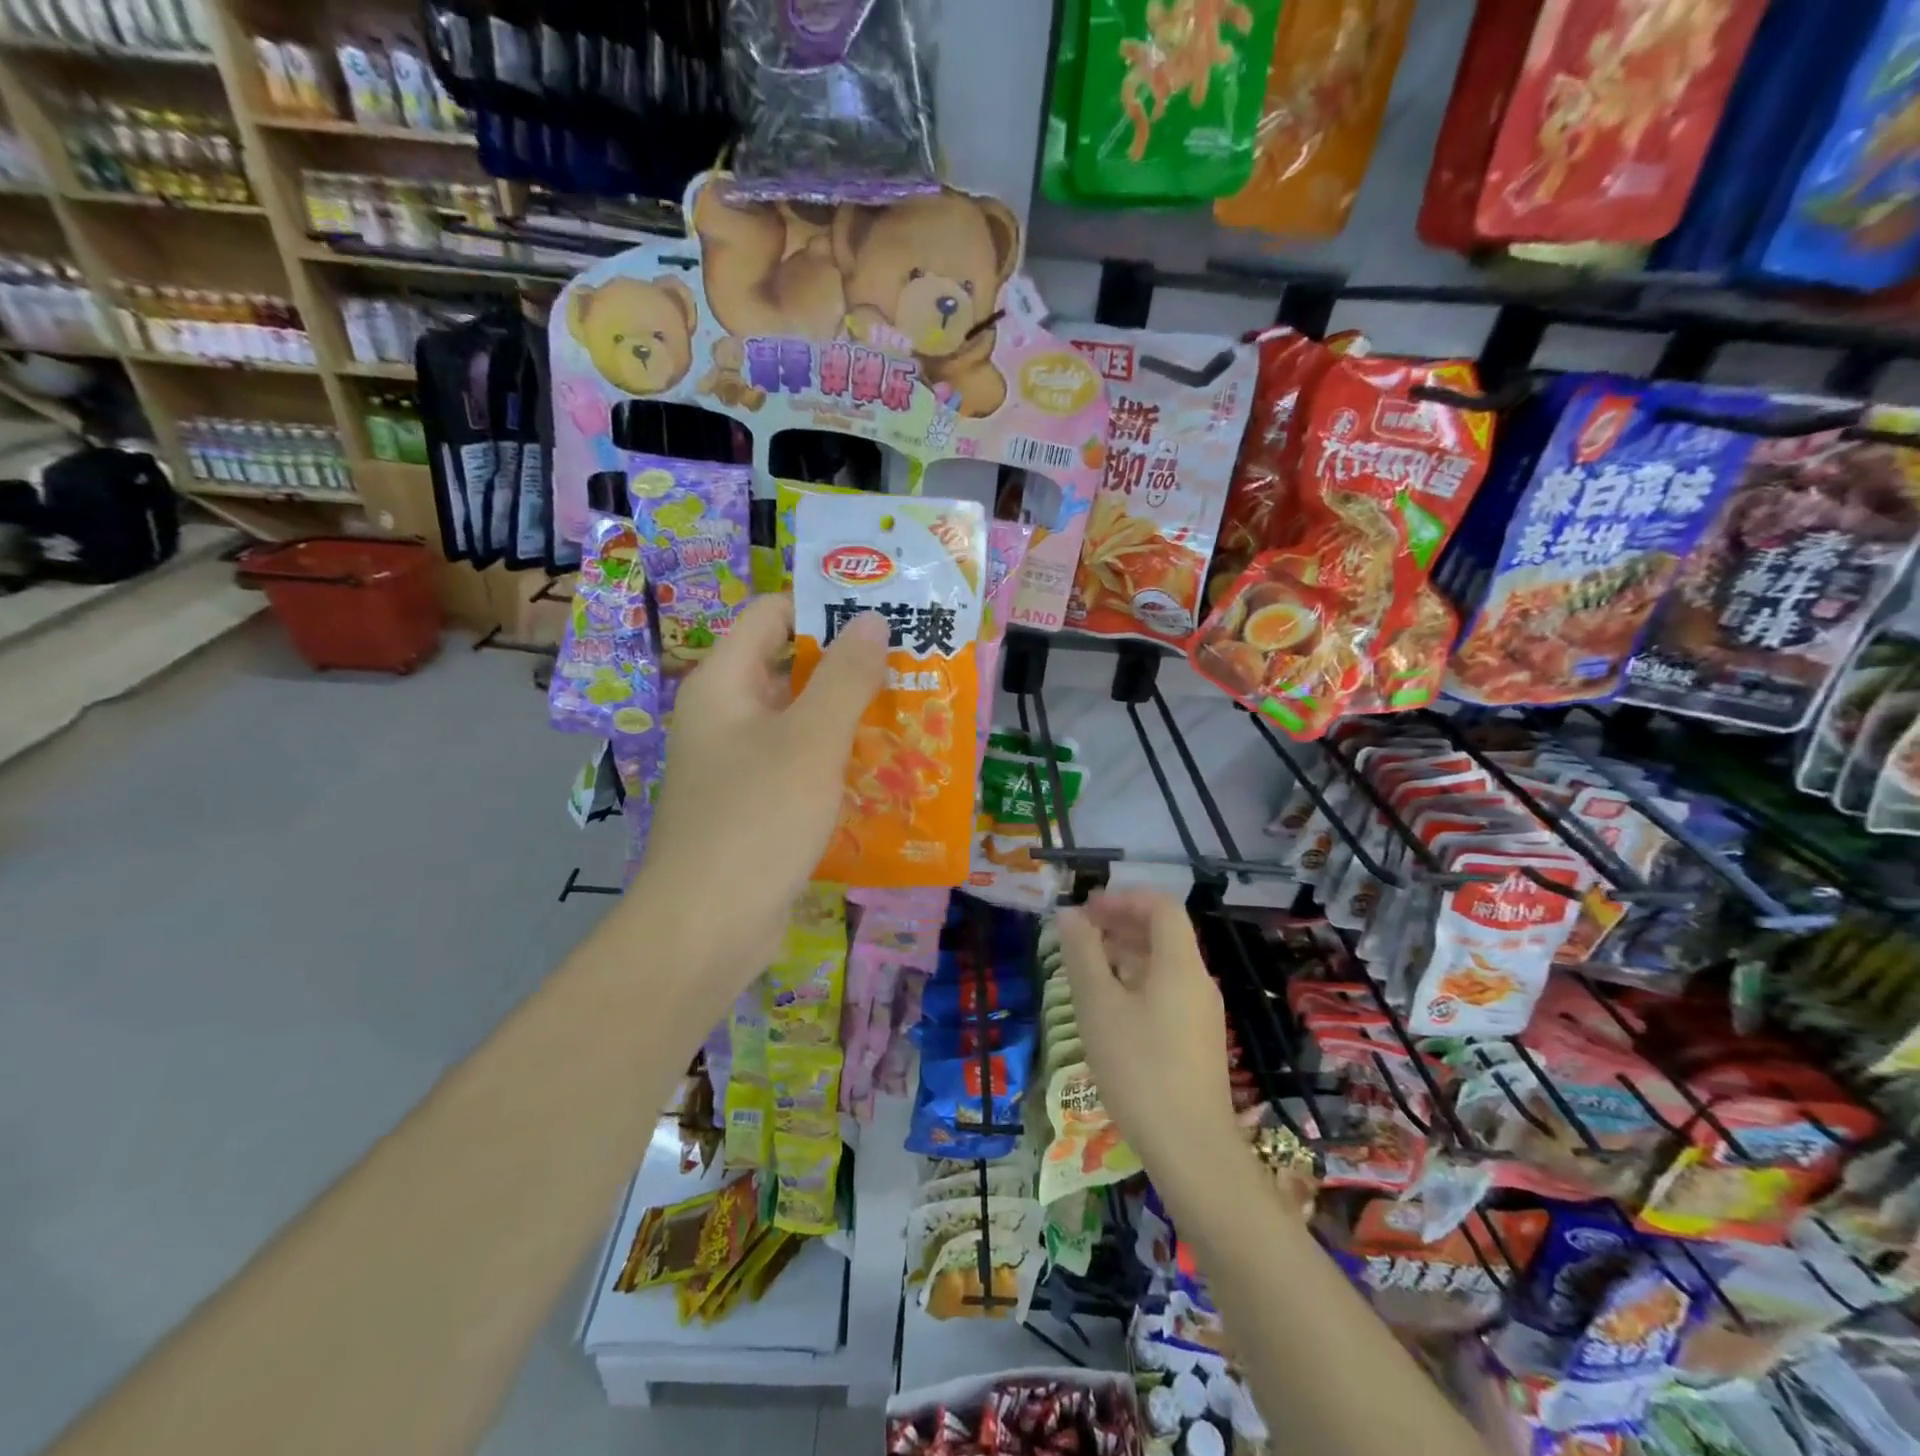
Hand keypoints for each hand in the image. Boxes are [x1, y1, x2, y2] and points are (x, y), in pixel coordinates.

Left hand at [631, 594, 886, 987]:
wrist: (708, 927)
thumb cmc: (757, 819)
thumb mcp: (811, 740)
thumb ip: (845, 676)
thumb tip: (871, 618)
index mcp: (724, 683)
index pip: (771, 614)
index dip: (823, 604)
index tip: (881, 613)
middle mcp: (724, 715)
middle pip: (788, 667)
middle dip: (848, 665)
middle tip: (910, 665)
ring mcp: (736, 763)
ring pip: (798, 720)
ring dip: (848, 715)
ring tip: (910, 713)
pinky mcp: (753, 804)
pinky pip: (798, 764)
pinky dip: (835, 759)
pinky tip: (882, 770)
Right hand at [1056, 891, 1240, 1179]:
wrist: (1191, 1150)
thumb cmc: (1139, 1068)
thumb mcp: (1098, 1006)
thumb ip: (1082, 953)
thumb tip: (1070, 914)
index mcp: (1180, 964)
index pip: (1160, 905)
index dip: (1123, 898)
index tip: (1087, 909)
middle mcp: (1197, 980)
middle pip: (1162, 933)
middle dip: (1120, 924)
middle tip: (1079, 934)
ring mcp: (1200, 1013)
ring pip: (1163, 964)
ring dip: (1125, 953)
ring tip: (1086, 967)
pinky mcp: (1196, 1040)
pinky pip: (1166, 992)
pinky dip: (1136, 982)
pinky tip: (1109, 1007)